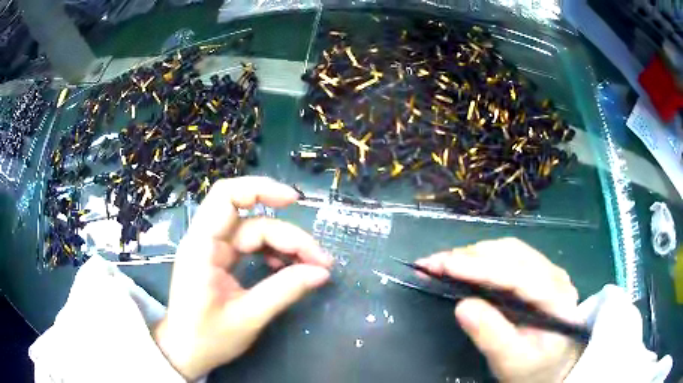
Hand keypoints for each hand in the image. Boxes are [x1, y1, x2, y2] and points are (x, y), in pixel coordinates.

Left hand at [153, 177, 332, 380]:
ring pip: (255, 233)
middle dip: (288, 236)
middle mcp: (206, 241)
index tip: (294, 201)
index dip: (260, 189)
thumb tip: (321, 272)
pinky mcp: (220, 261)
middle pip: (252, 221)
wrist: (185, 353)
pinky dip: (273, 254)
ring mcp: (213, 251)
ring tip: (312, 267)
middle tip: (320, 261)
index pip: (226, 197)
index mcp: (202, 247)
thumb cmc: (207, 338)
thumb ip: (284, 291)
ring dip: (285, 246)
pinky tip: (288, 269)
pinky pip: (250, 247)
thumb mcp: (248, 317)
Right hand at [417, 238, 582, 382]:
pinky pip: (508, 256)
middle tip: (432, 264)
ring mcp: (547, 271)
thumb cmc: (534, 368)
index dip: (479, 267)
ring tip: (443, 263)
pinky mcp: (537, 272)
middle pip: (511, 254)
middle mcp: (554, 275)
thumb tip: (462, 306)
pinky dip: (482, 257)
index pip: (516, 274)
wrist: (553, 366)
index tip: (443, 265)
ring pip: (508, 250)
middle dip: (469, 256)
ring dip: (473, 254)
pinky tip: (464, 264)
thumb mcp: (511, 361)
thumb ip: (491, 335)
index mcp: (556, 298)